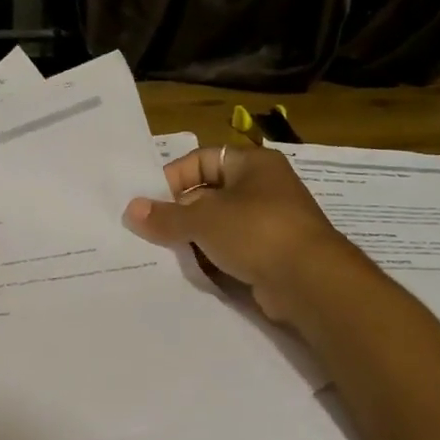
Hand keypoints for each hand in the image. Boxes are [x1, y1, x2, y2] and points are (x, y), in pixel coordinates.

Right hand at [123, 144, 365, 322]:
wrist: (309, 281)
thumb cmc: (256, 231)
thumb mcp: (204, 219)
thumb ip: (166, 215)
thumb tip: (131, 210)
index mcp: (253, 164)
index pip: (204, 159)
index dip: (175, 176)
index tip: (149, 202)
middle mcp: (263, 188)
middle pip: (209, 193)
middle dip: (179, 212)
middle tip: (149, 231)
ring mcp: (269, 224)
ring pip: (219, 226)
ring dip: (193, 238)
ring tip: (163, 253)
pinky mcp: (270, 256)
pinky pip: (232, 251)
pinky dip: (212, 259)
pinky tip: (189, 271)